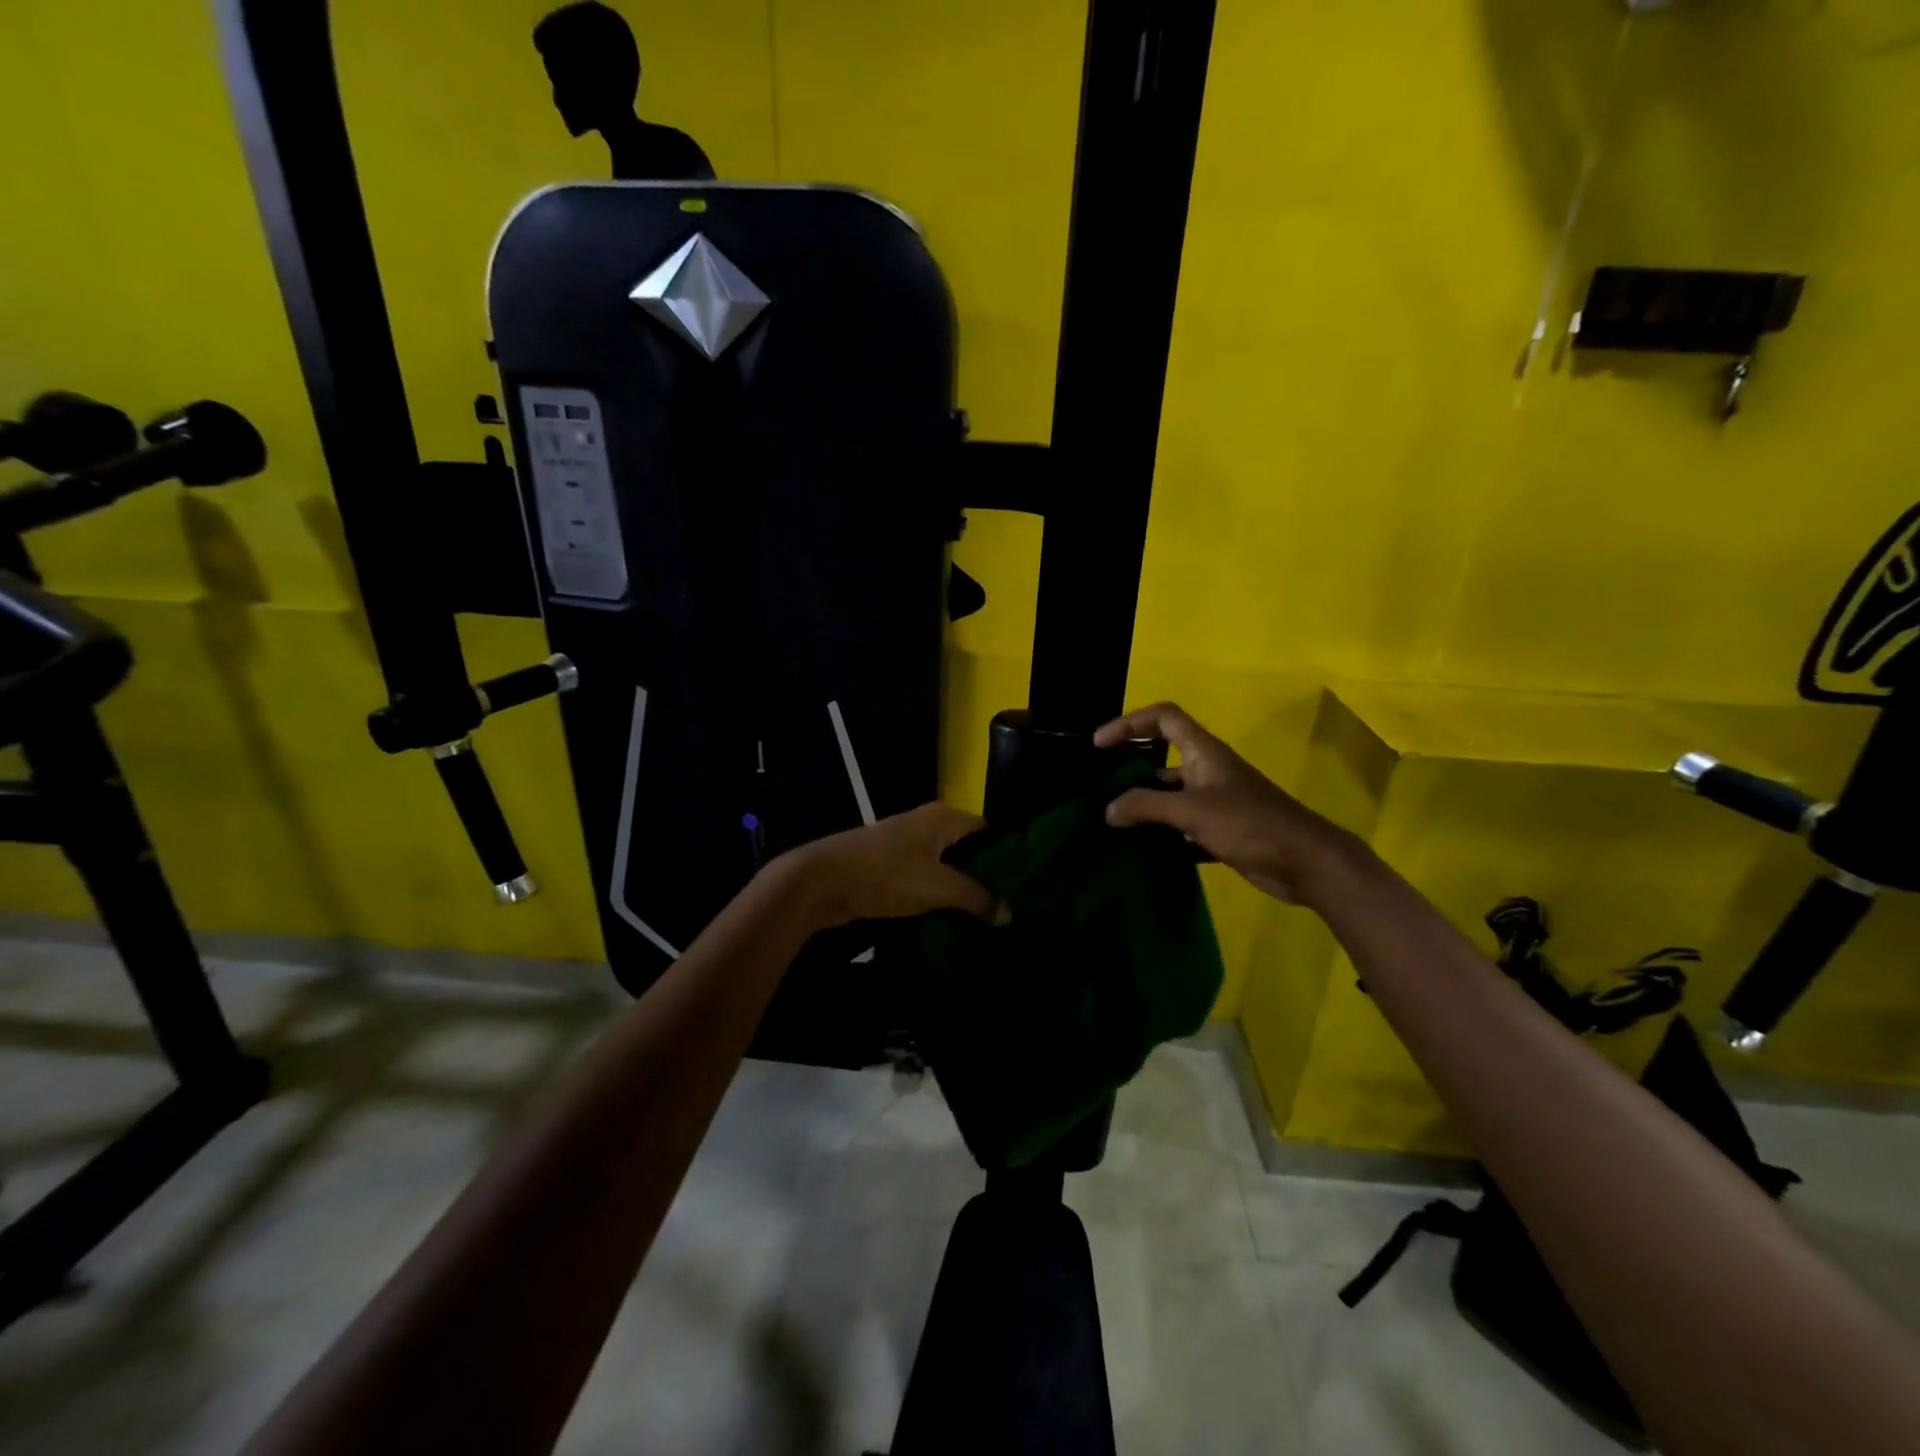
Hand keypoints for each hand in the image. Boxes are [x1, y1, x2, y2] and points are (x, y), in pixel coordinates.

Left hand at [782, 803, 999, 928]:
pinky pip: (927, 876)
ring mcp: (907, 842)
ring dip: (962, 888)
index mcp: (945, 817)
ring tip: (986, 917)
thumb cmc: (886, 875)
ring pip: (947, 864)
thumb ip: (977, 898)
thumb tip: (1009, 913)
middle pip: (969, 848)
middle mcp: (928, 822)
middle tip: (1008, 907)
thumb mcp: (938, 888)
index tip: (1025, 885)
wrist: (821, 881)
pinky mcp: (891, 863)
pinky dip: (939, 894)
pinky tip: (952, 917)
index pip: (989, 830)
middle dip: (986, 876)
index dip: (1008, 855)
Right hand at [1095, 702, 1369, 906]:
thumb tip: (1109, 809)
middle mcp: (1207, 770)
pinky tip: (1141, 849)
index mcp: (1204, 752)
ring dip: (1144, 804)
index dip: (1130, 723)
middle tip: (1100, 786)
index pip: (1163, 718)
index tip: (1100, 745)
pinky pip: (1181, 824)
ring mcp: (1215, 800)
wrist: (1306, 862)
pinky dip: (1161, 833)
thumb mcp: (1192, 810)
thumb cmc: (1250, 824)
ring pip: (1170, 794)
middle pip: (1162, 756)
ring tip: (1112, 821)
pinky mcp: (1220, 829)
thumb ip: (1147, 806)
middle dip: (1130, 767)